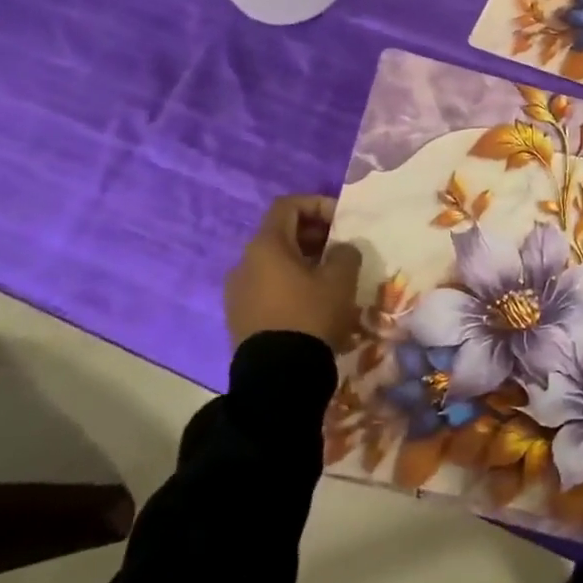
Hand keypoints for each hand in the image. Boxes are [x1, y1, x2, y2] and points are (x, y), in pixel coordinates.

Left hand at [224, 196, 363, 352]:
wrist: (277, 378)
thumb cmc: (310, 315)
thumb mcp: (340, 279)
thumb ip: (345, 253)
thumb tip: (340, 249)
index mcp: (266, 246)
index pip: (288, 206)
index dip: (317, 204)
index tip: (342, 221)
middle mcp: (244, 263)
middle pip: (280, 233)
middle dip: (313, 234)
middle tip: (341, 248)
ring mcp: (237, 292)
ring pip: (273, 262)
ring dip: (303, 260)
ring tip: (330, 277)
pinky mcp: (239, 317)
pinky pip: (267, 286)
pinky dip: (290, 283)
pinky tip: (312, 301)